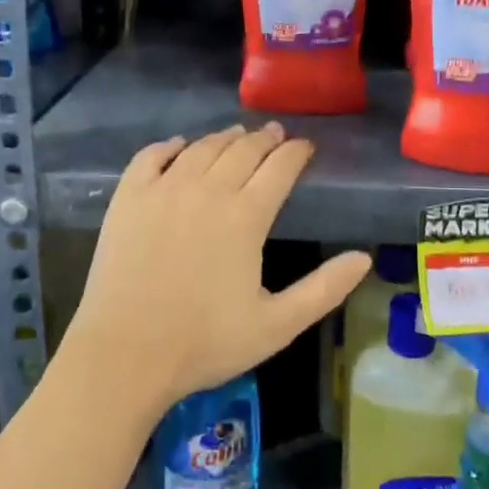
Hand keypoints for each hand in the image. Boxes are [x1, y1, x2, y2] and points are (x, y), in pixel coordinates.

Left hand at [62, 124, 370, 416]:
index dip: (296, 152)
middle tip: (274, 133)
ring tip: (236, 136)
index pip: (279, 168)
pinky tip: (179, 146)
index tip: (305, 147)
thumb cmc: (204, 343)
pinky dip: (170, 146)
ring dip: (224, 138)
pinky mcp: (128, 199)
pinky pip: (151, 157)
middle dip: (264, 138)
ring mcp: (163, 190)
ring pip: (201, 148)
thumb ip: (323, 290)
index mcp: (245, 217)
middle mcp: (206, 190)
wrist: (124, 355)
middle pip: (242, 149)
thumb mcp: (277, 326)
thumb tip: (364, 258)